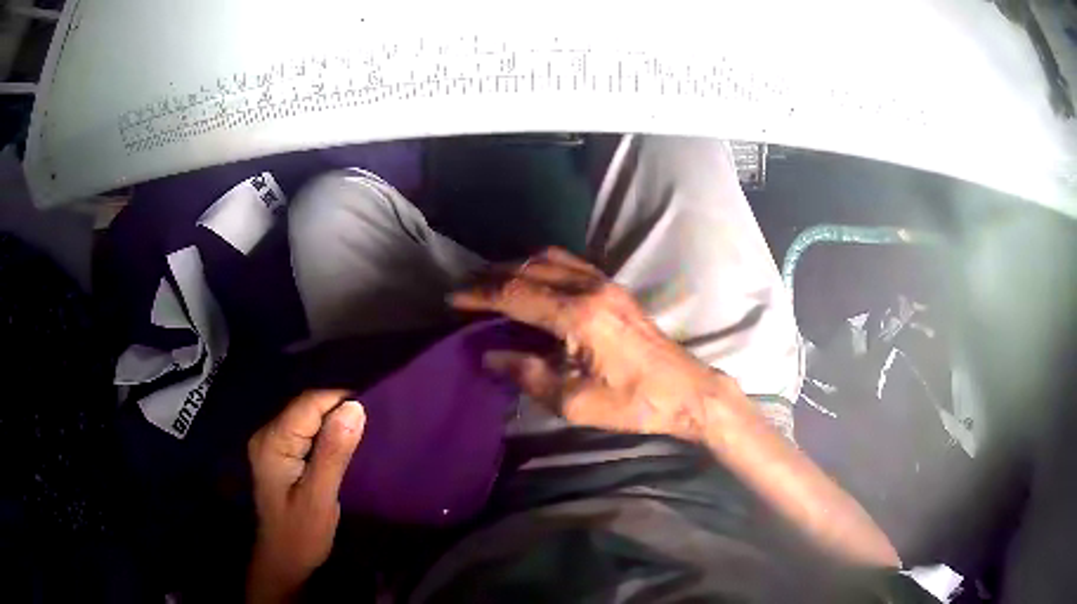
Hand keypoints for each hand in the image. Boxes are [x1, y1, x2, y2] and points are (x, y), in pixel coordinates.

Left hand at [246, 391, 365, 602]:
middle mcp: (267, 435)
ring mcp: (272, 445)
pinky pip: (306, 432)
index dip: (340, 401)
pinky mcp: (280, 455)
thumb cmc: (301, 534)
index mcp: (273, 442)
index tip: (375, 412)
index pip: (308, 404)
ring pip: (307, 419)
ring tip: (363, 436)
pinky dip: (326, 436)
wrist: (283, 561)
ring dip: (334, 424)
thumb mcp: (320, 496)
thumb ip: (334, 452)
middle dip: (338, 412)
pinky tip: (343, 447)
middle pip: (306, 408)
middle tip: (373, 428)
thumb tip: (355, 407)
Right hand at [454, 248, 900, 568]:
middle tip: (465, 291)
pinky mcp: (615, 288)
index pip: (515, 293)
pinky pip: (568, 264)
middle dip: (492, 276)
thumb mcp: (574, 401)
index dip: (479, 295)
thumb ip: (528, 373)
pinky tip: (532, 284)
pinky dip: (541, 268)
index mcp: (577, 315)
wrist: (686, 392)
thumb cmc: (633, 403)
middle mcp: (590, 287)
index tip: (453, 299)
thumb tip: (490, 356)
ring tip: (492, 284)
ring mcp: (605, 283)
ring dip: (516, 268)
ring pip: (549, 259)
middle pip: (528, 268)